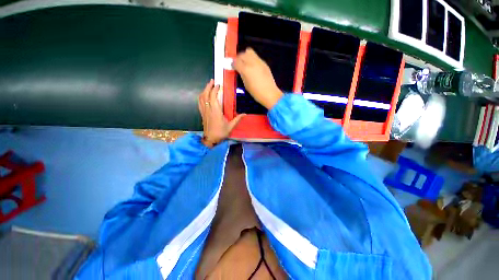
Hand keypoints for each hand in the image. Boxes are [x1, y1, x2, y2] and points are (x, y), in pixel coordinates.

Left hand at [198, 80, 244, 147]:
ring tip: (208, 86)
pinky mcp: (202, 114)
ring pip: (201, 98)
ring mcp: (204, 111)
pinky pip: (199, 103)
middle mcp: (208, 109)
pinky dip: (201, 97)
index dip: (215, 89)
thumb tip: (245, 114)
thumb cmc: (220, 133)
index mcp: (215, 111)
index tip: (219, 85)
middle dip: (208, 86)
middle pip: (206, 95)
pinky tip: (203, 95)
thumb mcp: (230, 127)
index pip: (213, 97)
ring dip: (204, 90)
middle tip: (212, 81)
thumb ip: (237, 119)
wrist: (210, 140)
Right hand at [233, 48, 282, 108]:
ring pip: (249, 52)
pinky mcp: (264, 63)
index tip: (232, 67)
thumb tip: (239, 70)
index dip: (233, 64)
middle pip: (242, 54)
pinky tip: (253, 67)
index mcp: (246, 70)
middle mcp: (252, 63)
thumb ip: (242, 75)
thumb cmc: (256, 93)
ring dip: (245, 56)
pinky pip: (256, 57)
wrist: (270, 94)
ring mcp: (259, 62)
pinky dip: (252, 59)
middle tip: (238, 65)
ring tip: (245, 64)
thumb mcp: (246, 85)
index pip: (236, 62)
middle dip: (238, 58)